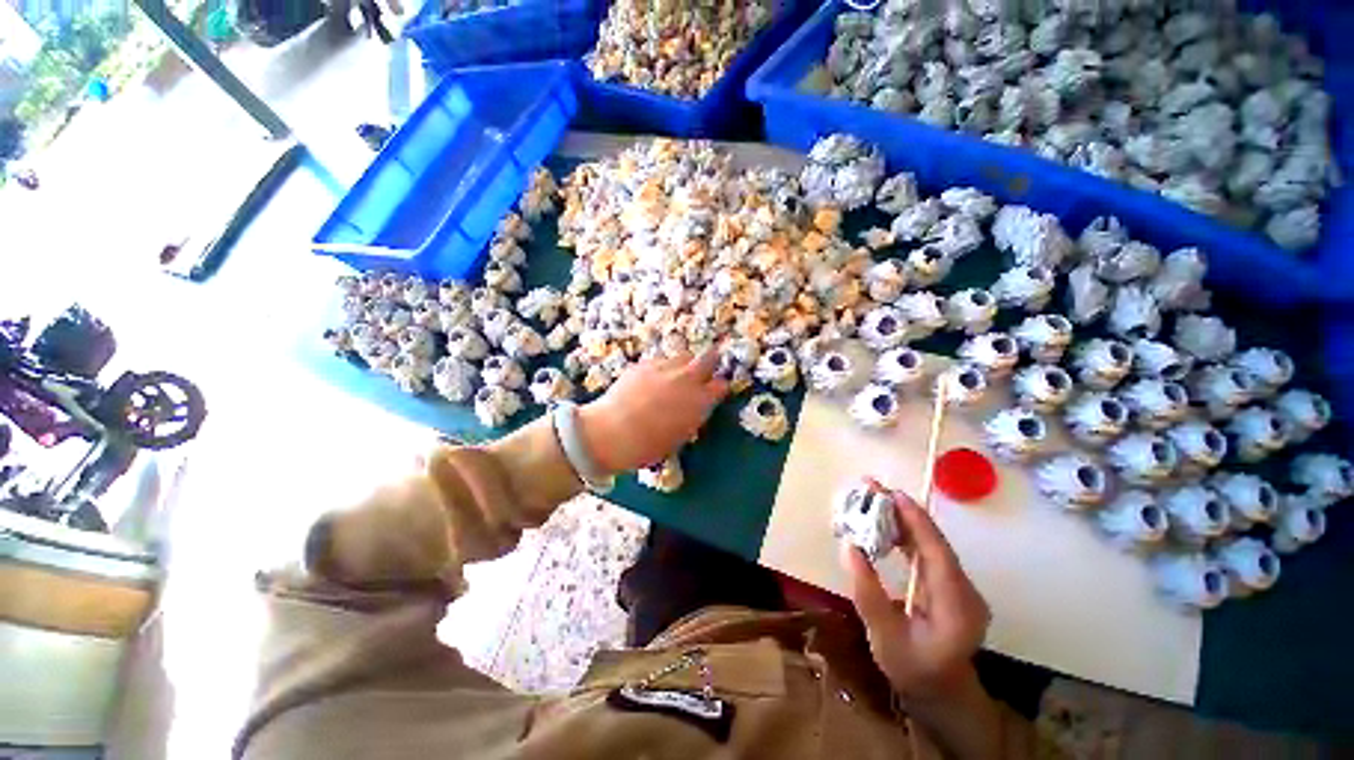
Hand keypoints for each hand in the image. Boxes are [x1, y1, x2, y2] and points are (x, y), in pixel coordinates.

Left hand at [579, 351, 728, 474]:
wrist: (612, 432)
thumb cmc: (648, 446)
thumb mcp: (679, 436)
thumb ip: (691, 416)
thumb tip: (692, 408)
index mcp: (700, 401)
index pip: (721, 385)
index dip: (718, 387)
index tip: (713, 391)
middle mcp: (687, 379)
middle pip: (708, 358)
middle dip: (709, 362)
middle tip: (703, 370)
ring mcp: (665, 367)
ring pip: (683, 356)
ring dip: (684, 365)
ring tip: (674, 376)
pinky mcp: (645, 363)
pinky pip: (660, 360)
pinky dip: (662, 368)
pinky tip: (651, 380)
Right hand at [841, 490, 989, 702]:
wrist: (940, 691)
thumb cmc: (912, 669)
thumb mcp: (883, 637)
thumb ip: (867, 593)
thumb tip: (850, 546)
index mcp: (957, 609)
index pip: (939, 555)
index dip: (918, 523)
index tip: (894, 495)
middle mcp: (966, 593)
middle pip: (935, 543)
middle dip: (905, 513)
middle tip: (872, 488)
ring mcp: (961, 588)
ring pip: (932, 544)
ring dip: (903, 520)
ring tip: (873, 499)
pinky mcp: (951, 585)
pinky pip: (928, 552)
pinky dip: (906, 535)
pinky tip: (885, 524)